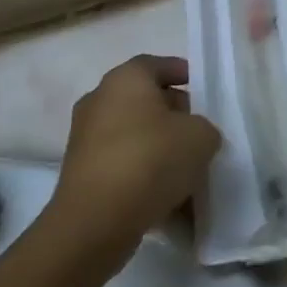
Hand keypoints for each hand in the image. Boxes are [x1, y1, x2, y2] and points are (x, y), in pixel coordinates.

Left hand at [45, 55, 222, 271]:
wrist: (96, 222)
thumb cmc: (150, 160)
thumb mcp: (200, 137)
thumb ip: (205, 129)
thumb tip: (194, 137)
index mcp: (126, 79)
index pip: (158, 65)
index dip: (183, 73)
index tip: (204, 90)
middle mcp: (100, 100)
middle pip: (146, 101)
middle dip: (175, 116)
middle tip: (200, 133)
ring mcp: (86, 139)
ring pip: (135, 137)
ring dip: (160, 150)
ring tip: (189, 173)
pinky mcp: (81, 175)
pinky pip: (122, 167)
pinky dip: (143, 177)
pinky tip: (169, 201)